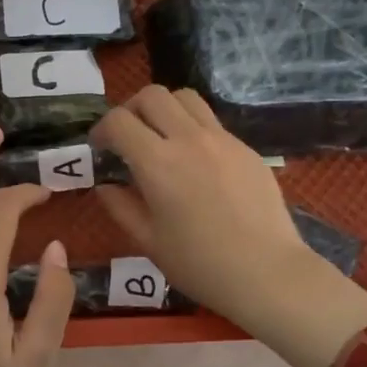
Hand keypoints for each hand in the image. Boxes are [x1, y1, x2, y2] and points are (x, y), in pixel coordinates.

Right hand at [91, 86, 366, 366]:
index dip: (102, 129)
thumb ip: (120, 207)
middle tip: (129, 137)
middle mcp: (188, 139)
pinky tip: (196, 162)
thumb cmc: (200, 264)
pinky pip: (212, 122)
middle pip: (152, 95)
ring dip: (165, 109)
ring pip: (186, 98)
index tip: (100, 147)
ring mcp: (222, 139)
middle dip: (131, 109)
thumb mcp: (148, 241)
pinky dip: (193, 128)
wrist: (266, 272)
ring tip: (162, 138)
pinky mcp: (245, 147)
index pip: (119, 121)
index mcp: (158, 163)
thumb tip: (105, 186)